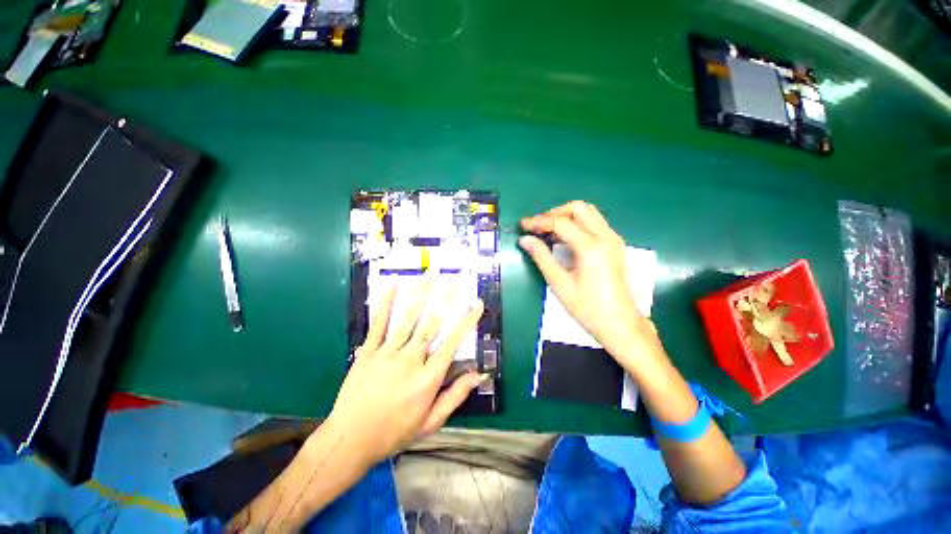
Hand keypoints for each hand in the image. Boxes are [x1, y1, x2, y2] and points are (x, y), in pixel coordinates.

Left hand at [327, 279, 485, 468]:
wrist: (350, 440)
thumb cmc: (394, 432)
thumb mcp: (430, 422)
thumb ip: (455, 396)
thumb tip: (478, 376)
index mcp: (428, 378)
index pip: (452, 343)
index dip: (466, 322)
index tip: (476, 305)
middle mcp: (410, 360)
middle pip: (432, 323)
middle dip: (446, 298)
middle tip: (456, 279)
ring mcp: (387, 353)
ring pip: (408, 318)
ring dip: (421, 294)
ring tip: (431, 275)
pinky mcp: (368, 351)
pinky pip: (378, 323)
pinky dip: (386, 303)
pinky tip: (392, 286)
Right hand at [519, 201, 661, 367]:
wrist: (620, 324)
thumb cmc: (587, 308)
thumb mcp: (559, 283)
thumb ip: (541, 257)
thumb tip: (524, 240)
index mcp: (591, 247)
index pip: (560, 223)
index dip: (538, 222)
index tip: (522, 225)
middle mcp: (605, 236)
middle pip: (578, 208)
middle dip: (554, 213)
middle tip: (537, 227)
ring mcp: (613, 239)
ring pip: (588, 213)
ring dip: (566, 217)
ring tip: (547, 231)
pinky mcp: (615, 245)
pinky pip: (594, 223)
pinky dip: (577, 224)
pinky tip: (564, 238)